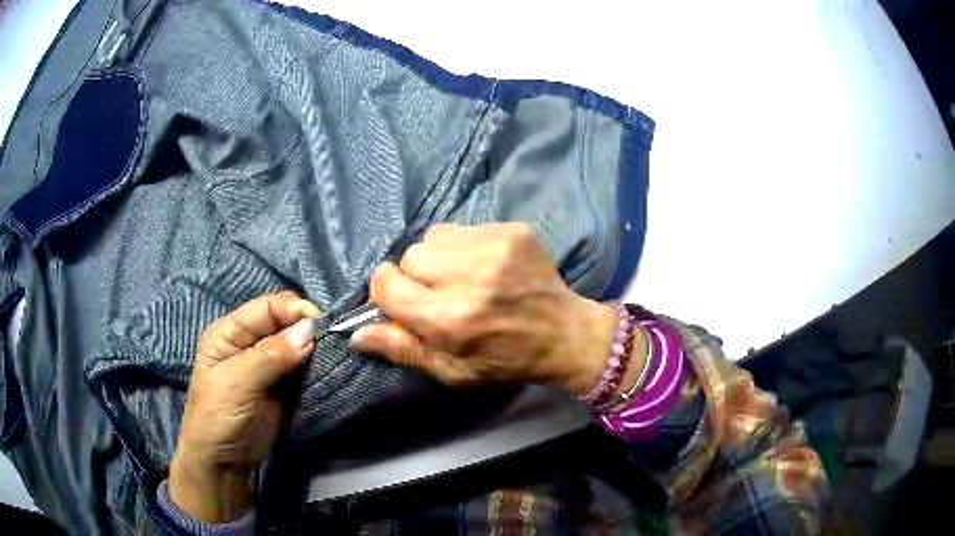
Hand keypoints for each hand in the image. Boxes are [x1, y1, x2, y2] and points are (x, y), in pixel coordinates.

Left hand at [169, 292, 319, 522]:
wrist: (223, 463)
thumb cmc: (218, 417)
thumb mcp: (238, 383)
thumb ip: (271, 356)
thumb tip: (310, 330)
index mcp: (231, 332)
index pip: (267, 307)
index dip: (294, 311)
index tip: (322, 325)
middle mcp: (250, 342)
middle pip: (285, 322)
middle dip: (308, 329)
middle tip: (331, 343)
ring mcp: (268, 365)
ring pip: (298, 345)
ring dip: (315, 349)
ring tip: (334, 356)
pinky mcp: (283, 386)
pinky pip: (303, 368)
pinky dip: (316, 367)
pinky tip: (328, 369)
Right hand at [350, 223, 616, 396]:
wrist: (564, 334)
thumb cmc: (504, 360)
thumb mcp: (451, 371)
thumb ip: (402, 350)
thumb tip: (355, 334)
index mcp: (449, 320)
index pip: (385, 284)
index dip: (386, 293)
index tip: (402, 301)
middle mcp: (468, 278)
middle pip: (409, 257)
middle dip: (415, 277)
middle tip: (439, 294)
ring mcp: (494, 248)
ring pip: (432, 238)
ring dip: (438, 258)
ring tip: (461, 277)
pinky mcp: (512, 231)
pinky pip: (462, 228)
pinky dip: (462, 246)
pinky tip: (482, 266)